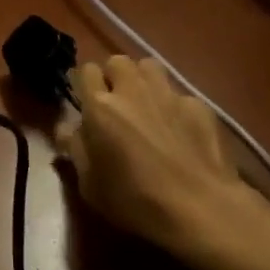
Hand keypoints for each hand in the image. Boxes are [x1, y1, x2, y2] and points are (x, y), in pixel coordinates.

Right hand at [55, 57, 267, 267]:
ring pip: (149, 67)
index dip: (84, 83)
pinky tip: (180, 130)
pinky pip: (179, 94)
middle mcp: (133, 90)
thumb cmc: (135, 200)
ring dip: (143, 80)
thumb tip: (67, 128)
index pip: (86, 70)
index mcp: (100, 106)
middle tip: (116, 103)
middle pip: (117, 61)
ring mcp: (169, 94)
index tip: (85, 102)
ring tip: (146, 106)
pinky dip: (175, 106)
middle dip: (113, 76)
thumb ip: (75, 149)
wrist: (201, 209)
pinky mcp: (199, 106)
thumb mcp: (89, 184)